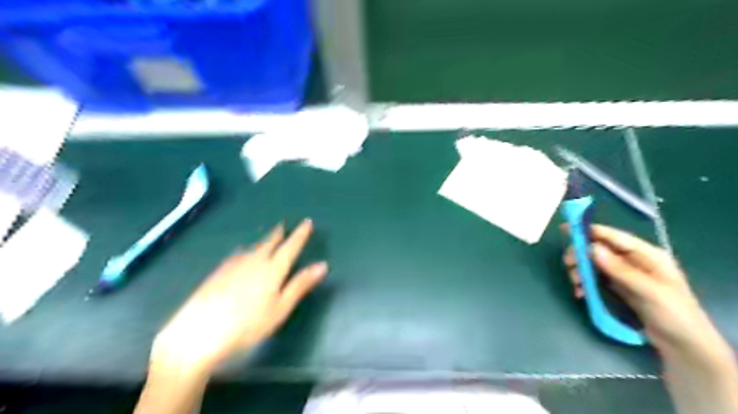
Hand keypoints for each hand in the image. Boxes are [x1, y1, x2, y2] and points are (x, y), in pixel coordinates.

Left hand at [150, 221, 325, 374]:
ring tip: (268, 238)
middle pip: (270, 242)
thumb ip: (301, 285)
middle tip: (284, 225)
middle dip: (279, 233)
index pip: (291, 246)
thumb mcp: (280, 308)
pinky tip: (242, 254)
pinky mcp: (218, 272)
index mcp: (273, 268)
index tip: (307, 222)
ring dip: (263, 241)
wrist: (198, 332)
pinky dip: (246, 250)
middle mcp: (254, 260)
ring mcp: (234, 264)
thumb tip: (323, 265)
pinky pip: (238, 254)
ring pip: (253, 247)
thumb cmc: (247, 324)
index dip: (300, 234)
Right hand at [567, 225, 730, 363]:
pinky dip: (584, 284)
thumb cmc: (674, 315)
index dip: (590, 231)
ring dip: (580, 271)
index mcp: (647, 255)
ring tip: (577, 285)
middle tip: (569, 265)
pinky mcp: (617, 288)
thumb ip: (620, 270)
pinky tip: (581, 293)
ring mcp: (623, 275)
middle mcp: (632, 261)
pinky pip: (594, 279)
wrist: (684, 346)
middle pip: (598, 249)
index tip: (567, 228)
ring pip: (593, 264)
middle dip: (581, 255)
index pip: (614, 237)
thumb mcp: (649, 292)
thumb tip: (591, 248)